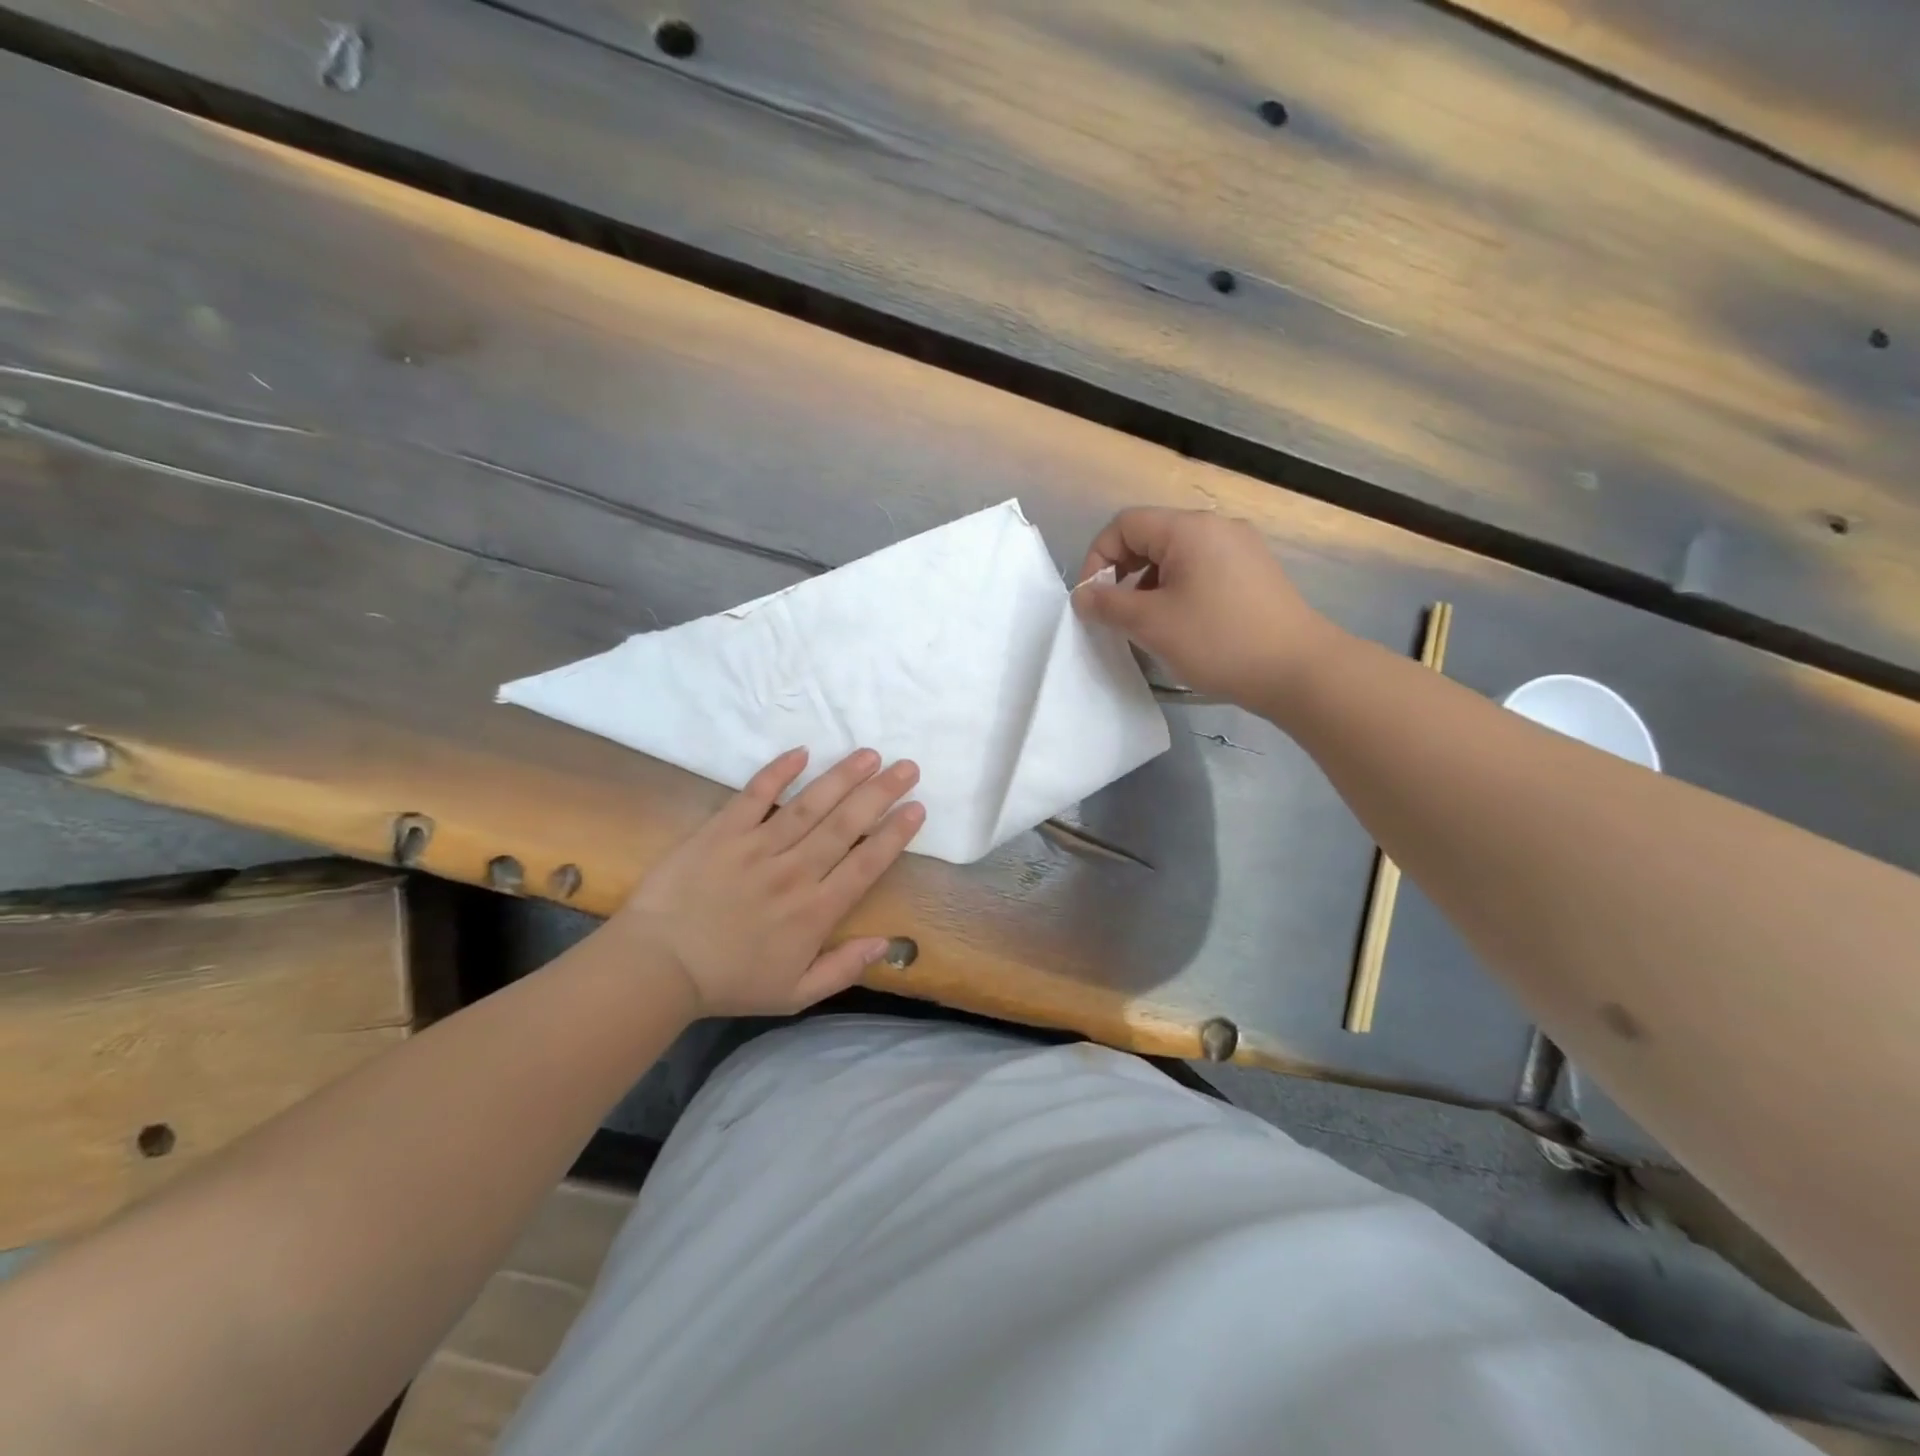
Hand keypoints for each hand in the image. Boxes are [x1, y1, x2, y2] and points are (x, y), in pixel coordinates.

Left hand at [611, 748, 924, 1016]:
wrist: (657, 968)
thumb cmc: (728, 982)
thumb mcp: (794, 994)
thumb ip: (843, 969)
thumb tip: (886, 943)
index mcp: (814, 912)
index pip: (866, 864)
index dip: (895, 834)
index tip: (917, 808)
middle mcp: (794, 872)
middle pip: (846, 825)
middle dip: (881, 793)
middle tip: (907, 767)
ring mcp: (756, 848)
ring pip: (810, 805)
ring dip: (842, 777)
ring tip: (869, 754)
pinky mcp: (722, 832)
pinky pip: (755, 795)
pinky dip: (778, 772)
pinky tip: (801, 752)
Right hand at [1073, 507, 1338, 710]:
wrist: (1297, 669)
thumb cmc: (1217, 641)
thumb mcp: (1151, 624)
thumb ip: (1108, 605)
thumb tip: (1083, 596)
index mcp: (1189, 528)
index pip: (1124, 525)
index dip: (1097, 559)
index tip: (1092, 601)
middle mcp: (1216, 527)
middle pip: (1150, 537)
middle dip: (1122, 574)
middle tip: (1116, 615)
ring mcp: (1241, 549)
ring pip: (1175, 557)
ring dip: (1149, 586)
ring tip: (1148, 626)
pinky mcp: (1255, 573)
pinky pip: (1201, 570)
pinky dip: (1178, 591)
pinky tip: (1181, 626)